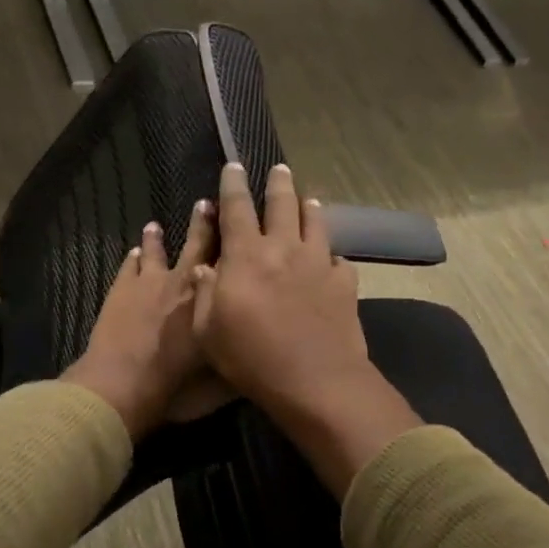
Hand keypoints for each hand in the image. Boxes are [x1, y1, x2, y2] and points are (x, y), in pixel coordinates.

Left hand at [63, 201, 220, 439]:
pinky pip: (129, 266)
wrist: (122, 385)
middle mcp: (184, 283)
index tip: (241, 221)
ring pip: (155, 251)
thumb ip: (240, 361)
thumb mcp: (221, 383)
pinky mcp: (121, 289)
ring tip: (155, 224)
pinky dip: (133, 258)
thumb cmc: (176, 387)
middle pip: (196, 245)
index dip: (236, 241)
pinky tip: (133, 252)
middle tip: (206, 202)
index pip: (230, 262)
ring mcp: (148, 283)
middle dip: (203, 223)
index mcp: (211, 301)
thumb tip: (260, 350)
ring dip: (157, 238)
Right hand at [191, 162, 418, 496]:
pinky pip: (340, 261)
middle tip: (279, 168)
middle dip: (278, 183)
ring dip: (309, 208)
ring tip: (308, 199)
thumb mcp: (207, 331)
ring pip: (316, 223)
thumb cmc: (251, 358)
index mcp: (246, 256)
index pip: (236, 209)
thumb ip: (204, 294)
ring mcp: (318, 264)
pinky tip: (333, 260)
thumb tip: (205, 267)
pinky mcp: (344, 284)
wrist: (315, 381)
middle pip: (282, 204)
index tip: (233, 166)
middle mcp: (284, 249)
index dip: (233, 185)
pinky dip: (333, 256)